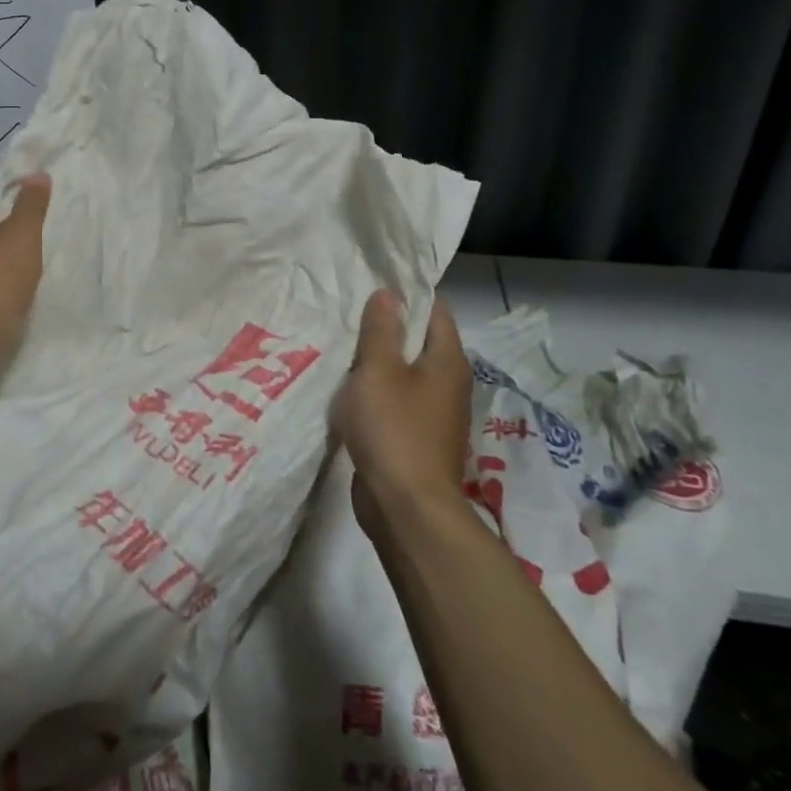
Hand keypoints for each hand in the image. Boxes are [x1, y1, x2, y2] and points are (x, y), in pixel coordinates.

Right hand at [334, 290, 473, 533]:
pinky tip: (348, 391)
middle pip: (420, 342)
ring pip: (405, 374)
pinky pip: (395, 403)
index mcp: (447, 361)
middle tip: (349, 312)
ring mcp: (434, 415)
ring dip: (378, 362)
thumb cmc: (394, 429)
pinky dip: (376, 393)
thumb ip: (381, 330)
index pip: (435, 311)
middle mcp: (448, 385)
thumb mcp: (379, 370)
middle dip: (388, 327)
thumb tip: (388, 293)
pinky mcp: (416, 440)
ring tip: (342, 347)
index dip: (408, 294)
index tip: (374, 282)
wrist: (406, 507)